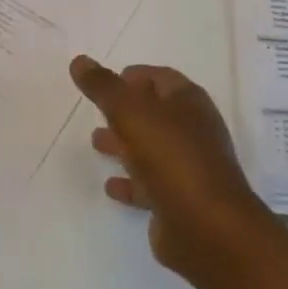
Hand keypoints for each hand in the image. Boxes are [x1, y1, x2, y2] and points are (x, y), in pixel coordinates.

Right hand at [71, 56, 273, 276]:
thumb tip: (79, 60)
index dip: (135, 76)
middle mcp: (192, 131)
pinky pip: (150, 185)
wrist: (208, 228)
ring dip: (124, 144)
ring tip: (95, 142)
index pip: (160, 78)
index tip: (106, 80)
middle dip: (126, 111)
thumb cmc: (171, 157)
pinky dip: (130, 182)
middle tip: (96, 111)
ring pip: (151, 148)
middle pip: (155, 113)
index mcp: (188, 102)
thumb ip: (103, 86)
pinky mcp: (180, 201)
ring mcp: (189, 168)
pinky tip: (110, 186)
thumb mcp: (130, 112)